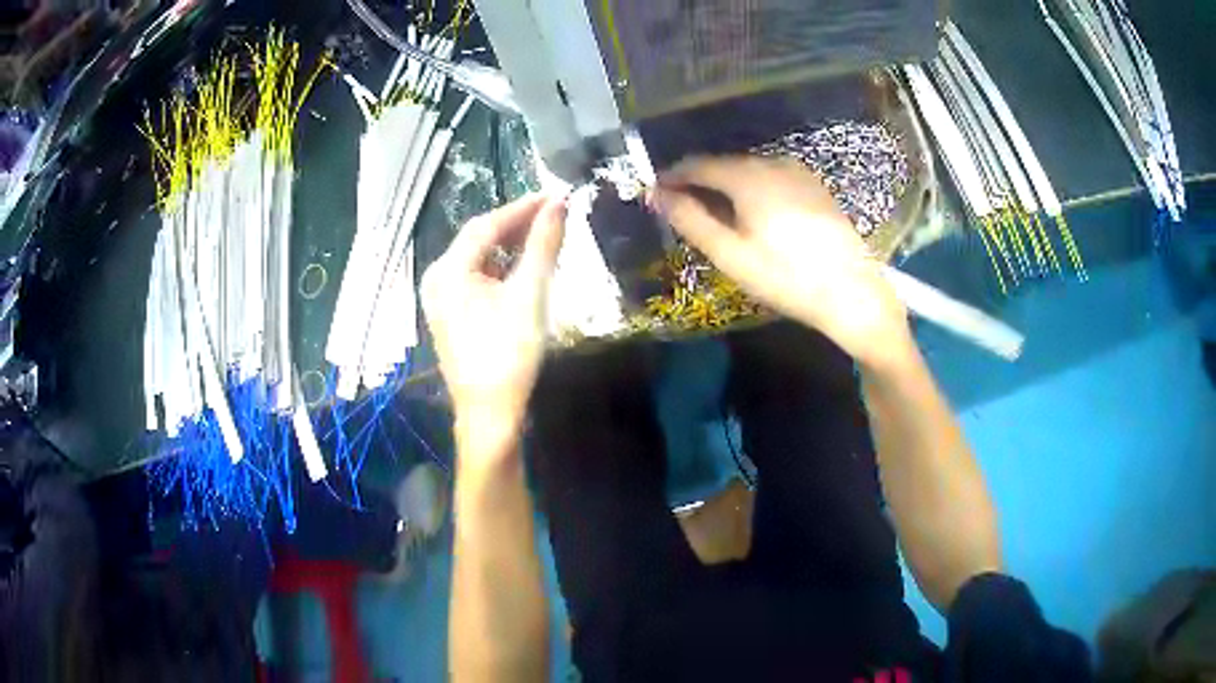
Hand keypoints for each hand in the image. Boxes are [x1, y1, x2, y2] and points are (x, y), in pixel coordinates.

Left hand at [422, 194, 566, 441]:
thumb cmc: (509, 353)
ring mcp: (441, 298)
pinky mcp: (450, 314)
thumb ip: (543, 245)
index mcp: (449, 270)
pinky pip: (475, 278)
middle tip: (553, 214)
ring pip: (478, 258)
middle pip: (479, 239)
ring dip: (509, 245)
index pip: (486, 225)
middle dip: (516, 224)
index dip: (522, 207)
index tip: (555, 196)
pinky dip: (500, 267)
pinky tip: (522, 267)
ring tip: (543, 236)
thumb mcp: (530, 294)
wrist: (490, 413)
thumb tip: (559, 203)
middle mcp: (437, 278)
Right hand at [651, 155, 909, 366]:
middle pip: (725, 164)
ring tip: (715, 212)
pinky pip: (773, 177)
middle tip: (682, 206)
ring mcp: (798, 173)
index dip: (673, 176)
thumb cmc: (786, 277)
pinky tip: (754, 212)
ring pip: (750, 170)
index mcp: (748, 177)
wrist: (852, 292)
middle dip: (700, 181)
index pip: (698, 165)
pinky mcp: (815, 187)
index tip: (656, 192)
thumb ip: (691, 220)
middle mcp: (772, 164)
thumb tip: (657, 195)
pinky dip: (753, 188)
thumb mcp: (731, 254)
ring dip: (727, 185)